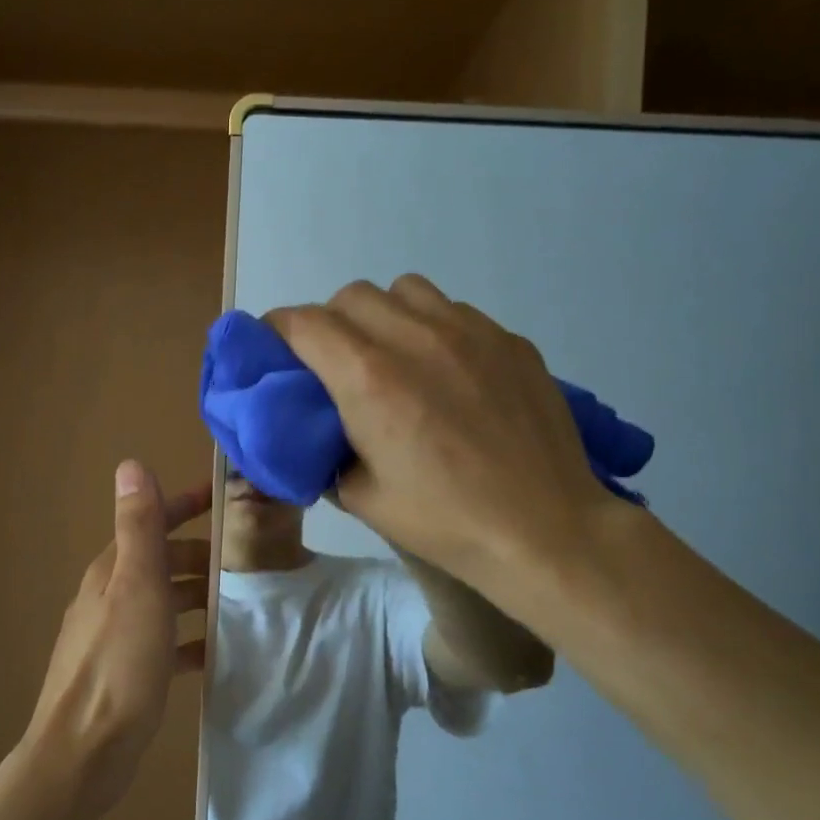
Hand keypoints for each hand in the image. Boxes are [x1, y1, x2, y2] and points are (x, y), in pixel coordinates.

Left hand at [21, 462, 210, 819]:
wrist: (83, 753)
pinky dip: (190, 638)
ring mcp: (117, 636)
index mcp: (112, 571)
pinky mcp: (128, 672)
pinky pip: (166, 643)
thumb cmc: (118, 664)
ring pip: (166, 601)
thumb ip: (138, 527)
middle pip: (162, 561)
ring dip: (200, 595)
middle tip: (250, 560)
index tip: (226, 499)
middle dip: (202, 554)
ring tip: (244, 602)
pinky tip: (216, 651)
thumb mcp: (136, 587)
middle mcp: (111, 596)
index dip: (185, 505)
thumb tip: (131, 463)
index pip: (151, 522)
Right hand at [267, 275, 624, 605]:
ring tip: (392, 357)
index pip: (304, 322)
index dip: (278, 331)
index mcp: (369, 378)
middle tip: (334, 365)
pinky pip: (454, 311)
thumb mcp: (362, 498)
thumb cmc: (444, 521)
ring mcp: (470, 331)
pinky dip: (432, 328)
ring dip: (382, 315)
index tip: (275, 351)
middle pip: (351, 296)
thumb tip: (320, 436)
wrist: (544, 529)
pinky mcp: (509, 340)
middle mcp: (415, 337)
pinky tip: (447, 373)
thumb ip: (328, 453)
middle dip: (329, 323)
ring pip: (405, 290)